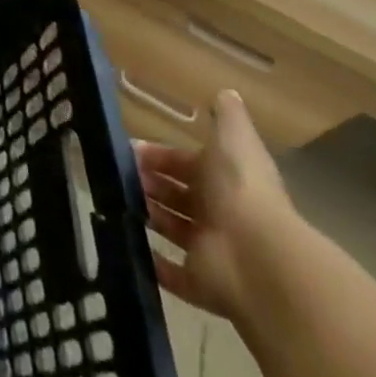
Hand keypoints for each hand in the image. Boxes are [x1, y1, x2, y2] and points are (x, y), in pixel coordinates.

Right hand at [135, 88, 294, 321]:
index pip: (185, 164)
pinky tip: (125, 241)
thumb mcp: (234, 141)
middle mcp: (218, 215)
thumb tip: (226, 91)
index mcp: (223, 181)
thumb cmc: (241, 190)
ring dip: (147, 215)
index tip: (129, 150)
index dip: (159, 156)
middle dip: (148, 184)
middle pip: (176, 196)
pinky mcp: (200, 284)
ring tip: (116, 200)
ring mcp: (210, 252)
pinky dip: (151, 262)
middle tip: (117, 175)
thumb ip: (229, 117)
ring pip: (171, 229)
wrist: (259, 258)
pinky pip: (171, 273)